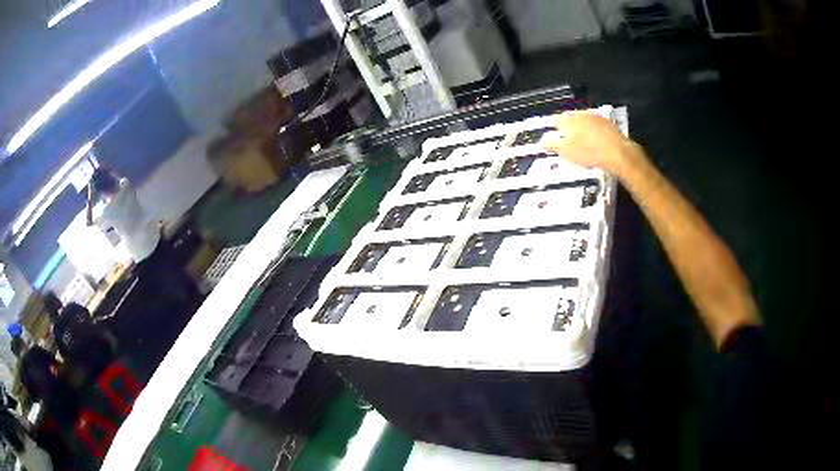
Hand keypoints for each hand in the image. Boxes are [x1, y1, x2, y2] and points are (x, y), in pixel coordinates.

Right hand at [543, 111, 641, 176]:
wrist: (617, 154)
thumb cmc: (591, 152)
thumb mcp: (565, 151)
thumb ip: (552, 144)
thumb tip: (544, 141)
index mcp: (570, 118)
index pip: (555, 119)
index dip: (552, 127)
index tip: (550, 133)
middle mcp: (583, 114)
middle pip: (570, 119)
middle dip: (567, 128)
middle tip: (565, 139)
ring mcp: (597, 118)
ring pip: (584, 122)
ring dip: (581, 130)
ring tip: (580, 143)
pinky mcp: (609, 126)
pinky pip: (597, 128)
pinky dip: (593, 134)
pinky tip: (594, 144)